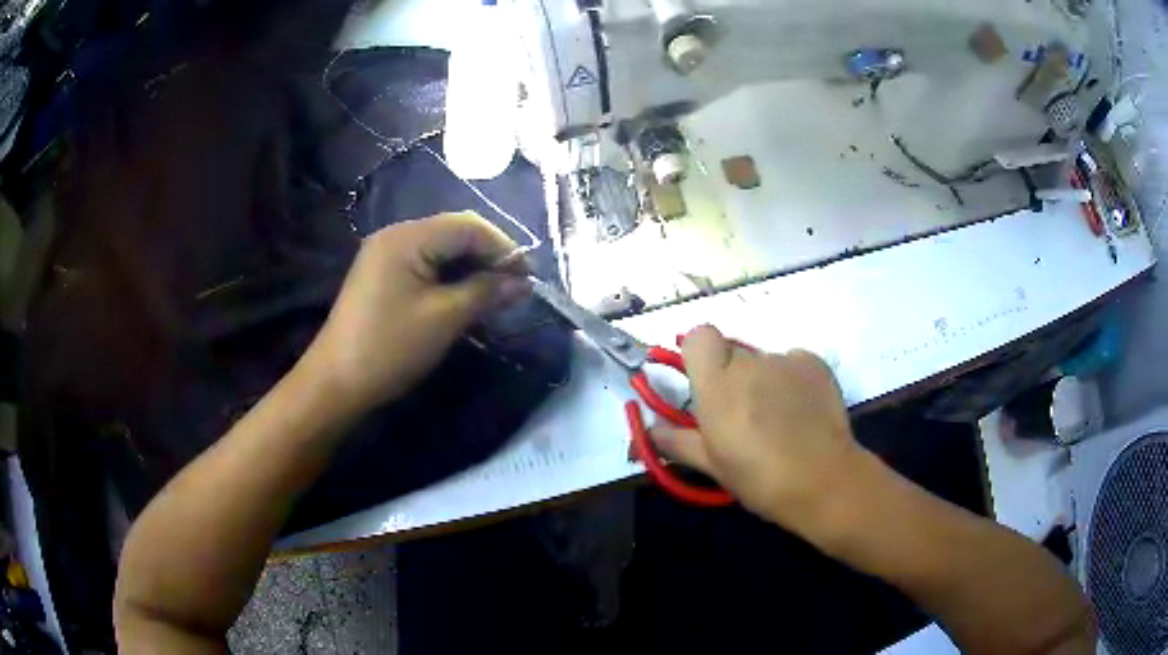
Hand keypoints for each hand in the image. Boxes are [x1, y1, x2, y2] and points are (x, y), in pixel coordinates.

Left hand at [303, 212, 529, 412]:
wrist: (337, 382)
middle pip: (454, 232)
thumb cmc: (390, 348)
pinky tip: (466, 296)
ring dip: (471, 267)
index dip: (503, 247)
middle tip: (515, 285)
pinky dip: (450, 277)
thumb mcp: (444, 319)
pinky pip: (426, 264)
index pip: (468, 226)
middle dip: (489, 255)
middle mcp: (396, 235)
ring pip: (442, 249)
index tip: (528, 277)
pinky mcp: (383, 275)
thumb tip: (524, 282)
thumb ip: (486, 292)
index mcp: (407, 237)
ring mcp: (386, 254)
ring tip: (496, 293)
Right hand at [651, 326, 861, 535]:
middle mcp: (749, 361)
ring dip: (763, 381)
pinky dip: (792, 379)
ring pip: (763, 361)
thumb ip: (676, 441)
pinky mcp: (815, 363)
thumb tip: (648, 431)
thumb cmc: (758, 477)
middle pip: (732, 353)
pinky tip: (801, 410)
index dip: (698, 355)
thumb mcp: (712, 464)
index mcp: (717, 383)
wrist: (822, 480)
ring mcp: (785, 359)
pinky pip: (793, 362)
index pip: (699, 336)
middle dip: (731, 376)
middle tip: (741, 414)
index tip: (703, 384)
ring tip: (778, 419)